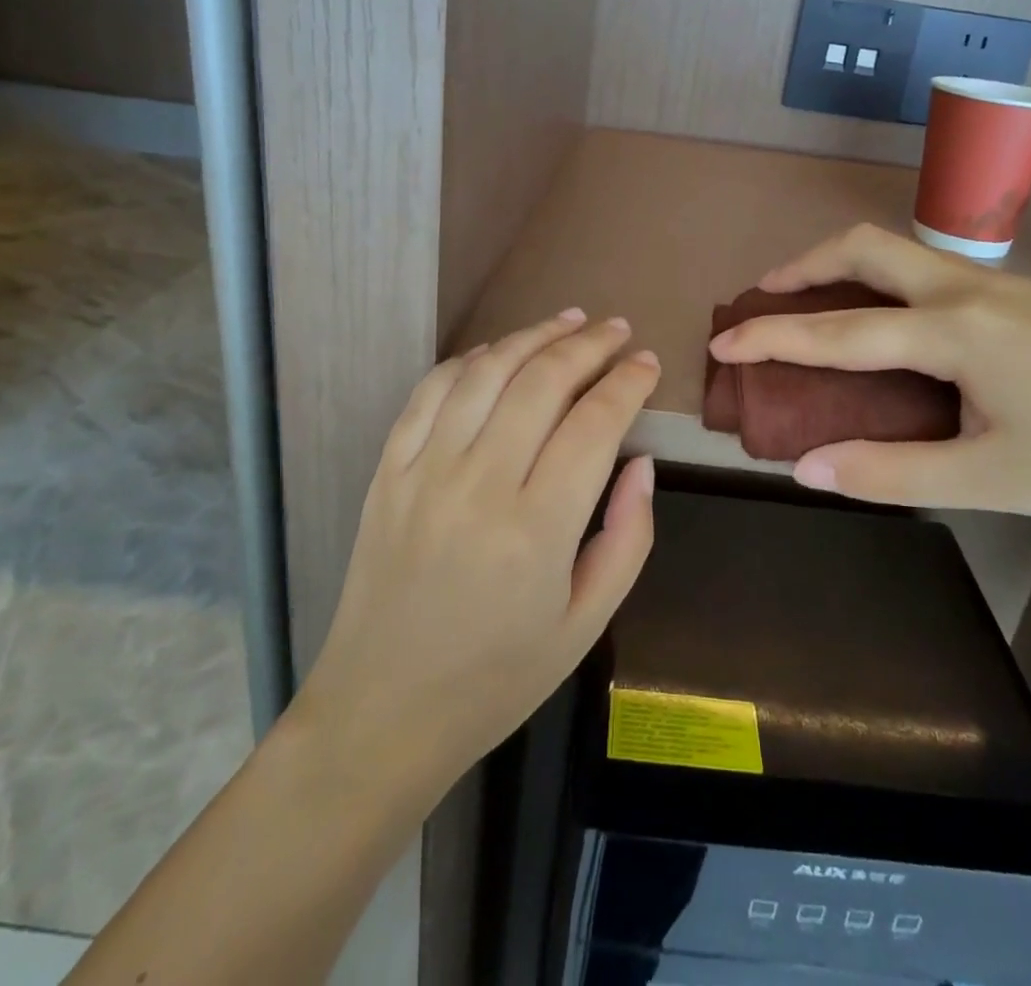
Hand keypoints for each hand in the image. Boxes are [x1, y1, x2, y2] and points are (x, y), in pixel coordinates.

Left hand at [293, 310, 659, 798]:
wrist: (381, 711)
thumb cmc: (497, 677)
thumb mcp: (586, 624)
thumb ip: (627, 537)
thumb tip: (641, 461)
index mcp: (536, 530)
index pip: (594, 425)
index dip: (628, 383)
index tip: (649, 363)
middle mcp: (479, 485)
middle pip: (542, 383)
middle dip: (588, 345)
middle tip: (617, 329)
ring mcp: (425, 472)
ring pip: (486, 373)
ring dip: (532, 336)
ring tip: (568, 320)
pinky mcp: (388, 471)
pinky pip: (430, 392)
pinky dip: (469, 360)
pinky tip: (498, 351)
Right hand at [707, 224, 1030, 545]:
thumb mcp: (984, 482)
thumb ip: (887, 472)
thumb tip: (805, 469)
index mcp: (955, 331)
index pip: (838, 330)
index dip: (771, 336)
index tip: (723, 342)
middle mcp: (969, 288)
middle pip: (865, 246)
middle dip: (803, 266)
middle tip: (765, 298)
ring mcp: (999, 284)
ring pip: (899, 250)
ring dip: (843, 267)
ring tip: (812, 304)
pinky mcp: (1018, 295)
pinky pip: (927, 269)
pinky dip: (881, 282)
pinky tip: (885, 323)